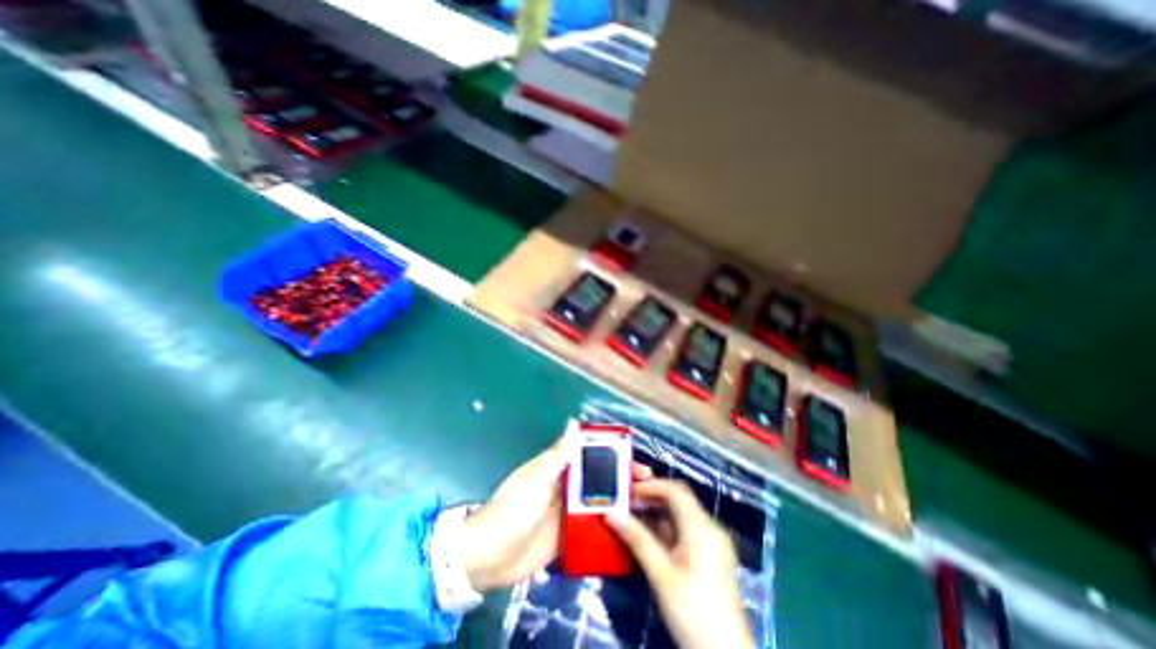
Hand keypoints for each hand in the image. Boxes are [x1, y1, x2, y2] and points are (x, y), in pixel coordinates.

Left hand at [463, 432, 653, 590]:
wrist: (489, 558)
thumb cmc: (512, 511)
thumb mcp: (536, 479)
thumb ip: (559, 454)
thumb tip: (574, 422)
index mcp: (557, 467)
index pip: (588, 451)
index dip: (610, 450)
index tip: (632, 453)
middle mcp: (565, 485)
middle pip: (597, 475)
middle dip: (621, 475)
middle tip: (648, 482)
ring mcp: (567, 510)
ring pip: (598, 499)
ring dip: (618, 499)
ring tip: (645, 503)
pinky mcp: (568, 534)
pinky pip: (592, 524)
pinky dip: (608, 523)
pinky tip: (627, 528)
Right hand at [607, 480, 760, 648]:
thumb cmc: (693, 612)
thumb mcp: (661, 575)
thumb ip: (637, 540)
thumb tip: (611, 514)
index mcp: (702, 527)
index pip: (676, 491)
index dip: (651, 486)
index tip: (628, 490)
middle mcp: (710, 528)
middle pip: (679, 500)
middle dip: (652, 497)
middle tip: (627, 501)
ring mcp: (712, 543)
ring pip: (681, 516)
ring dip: (657, 513)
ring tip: (632, 516)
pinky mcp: (710, 557)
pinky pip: (685, 531)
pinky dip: (666, 528)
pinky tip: (648, 536)